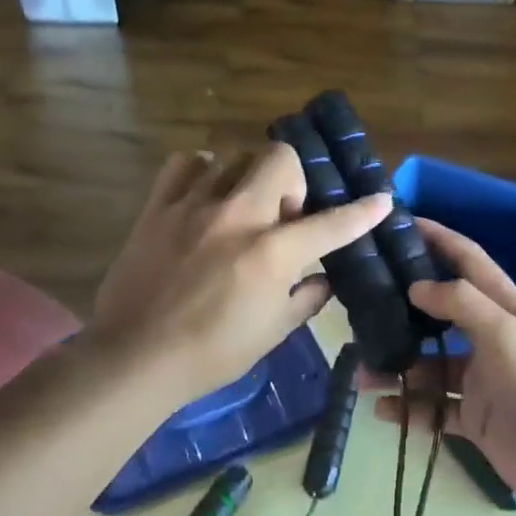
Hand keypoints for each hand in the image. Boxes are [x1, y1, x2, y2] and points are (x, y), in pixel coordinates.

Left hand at [91, 144, 390, 403]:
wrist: (135, 359)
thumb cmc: (212, 353)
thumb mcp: (274, 332)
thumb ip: (307, 298)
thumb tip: (325, 279)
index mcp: (272, 253)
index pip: (331, 223)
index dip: (363, 211)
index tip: (381, 199)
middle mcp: (238, 216)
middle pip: (280, 159)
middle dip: (294, 180)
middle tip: (283, 215)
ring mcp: (194, 206)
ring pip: (234, 156)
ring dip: (249, 178)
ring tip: (241, 208)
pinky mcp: (158, 207)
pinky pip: (185, 164)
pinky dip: (202, 172)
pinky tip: (205, 195)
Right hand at [374, 218, 515, 511]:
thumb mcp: (505, 330)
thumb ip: (461, 303)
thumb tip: (416, 286)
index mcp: (503, 307)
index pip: (467, 260)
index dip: (438, 238)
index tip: (401, 224)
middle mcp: (489, 337)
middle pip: (439, 315)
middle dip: (403, 310)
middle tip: (360, 306)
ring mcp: (479, 379)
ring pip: (428, 366)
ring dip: (397, 369)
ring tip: (361, 375)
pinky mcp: (473, 417)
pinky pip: (432, 409)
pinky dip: (408, 410)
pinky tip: (382, 411)